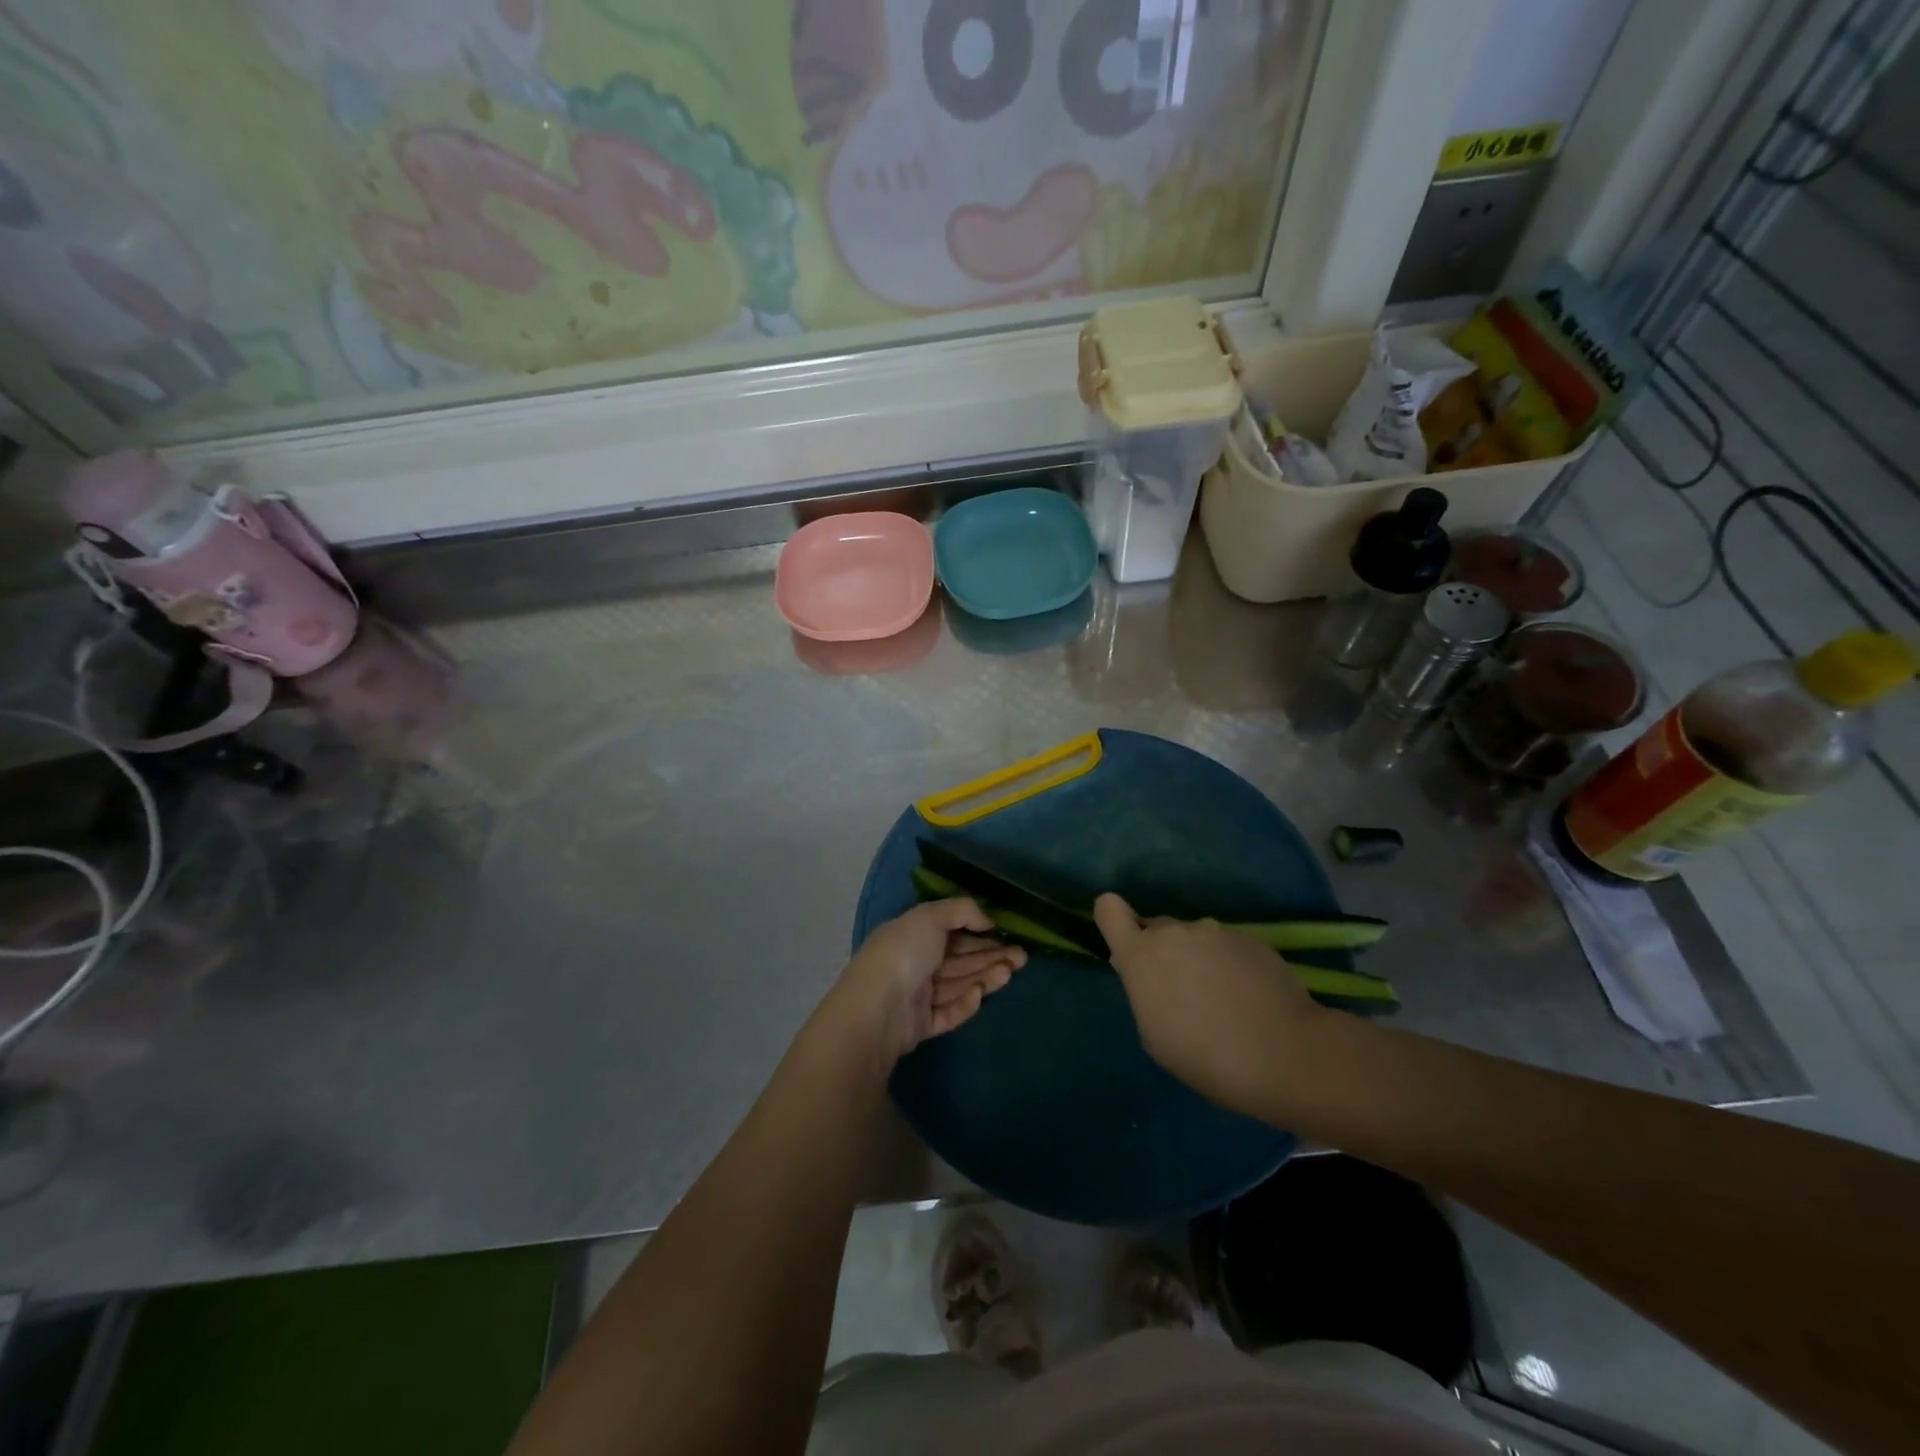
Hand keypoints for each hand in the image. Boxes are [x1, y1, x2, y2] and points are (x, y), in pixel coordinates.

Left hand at [830, 900, 1025, 1068]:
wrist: (877, 1008)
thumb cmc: (904, 953)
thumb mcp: (931, 916)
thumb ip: (962, 910)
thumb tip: (988, 918)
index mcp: (912, 935)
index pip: (951, 931)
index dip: (980, 931)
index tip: (1008, 933)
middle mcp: (915, 963)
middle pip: (959, 959)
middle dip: (991, 956)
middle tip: (1023, 956)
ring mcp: (917, 996)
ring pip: (958, 984)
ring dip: (985, 976)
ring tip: (1011, 971)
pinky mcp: (921, 1025)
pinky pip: (949, 1012)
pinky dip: (966, 1003)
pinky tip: (980, 994)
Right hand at [1094, 893, 1323, 1115]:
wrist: (1285, 1054)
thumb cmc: (1205, 1056)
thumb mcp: (1155, 1036)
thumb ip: (1144, 993)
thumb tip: (1147, 975)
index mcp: (1141, 954)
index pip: (1108, 909)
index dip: (1113, 920)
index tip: (1126, 945)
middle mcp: (1174, 932)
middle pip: (1156, 929)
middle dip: (1163, 953)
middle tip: (1183, 993)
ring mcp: (1215, 931)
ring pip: (1194, 939)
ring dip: (1199, 959)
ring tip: (1223, 1000)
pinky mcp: (1251, 938)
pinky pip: (1228, 947)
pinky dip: (1231, 965)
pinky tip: (1249, 998)